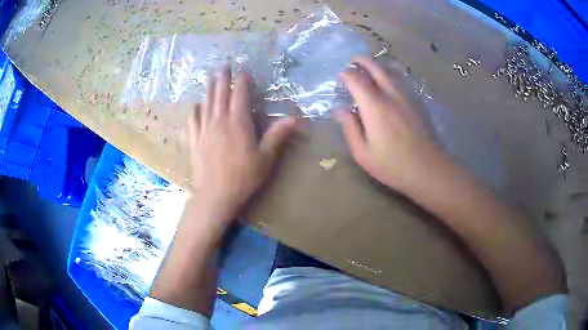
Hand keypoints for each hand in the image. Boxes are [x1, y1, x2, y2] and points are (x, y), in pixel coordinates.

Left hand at [188, 66, 295, 222]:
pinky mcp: (194, 140)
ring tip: (210, 77)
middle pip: (220, 93)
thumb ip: (277, 135)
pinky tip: (196, 105)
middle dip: (223, 78)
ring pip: (206, 102)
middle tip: (223, 65)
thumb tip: (294, 118)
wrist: (216, 195)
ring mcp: (204, 129)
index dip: (242, 81)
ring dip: (209, 88)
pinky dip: (195, 109)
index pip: (240, 95)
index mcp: (238, 122)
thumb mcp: (265, 158)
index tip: (243, 71)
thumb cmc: (244, 177)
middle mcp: (219, 120)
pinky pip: (192, 119)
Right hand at [335, 57, 439, 190]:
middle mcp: (391, 95)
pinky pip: (401, 80)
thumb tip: (340, 110)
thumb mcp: (363, 154)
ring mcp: (407, 96)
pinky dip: (390, 75)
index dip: (346, 74)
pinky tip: (387, 83)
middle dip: (362, 60)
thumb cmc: (393, 165)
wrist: (428, 169)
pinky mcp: (417, 102)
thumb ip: (350, 128)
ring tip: (368, 69)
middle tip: (353, 62)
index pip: (357, 79)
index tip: (340, 78)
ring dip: (377, 65)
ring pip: (391, 70)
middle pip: (376, 66)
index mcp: (375, 107)